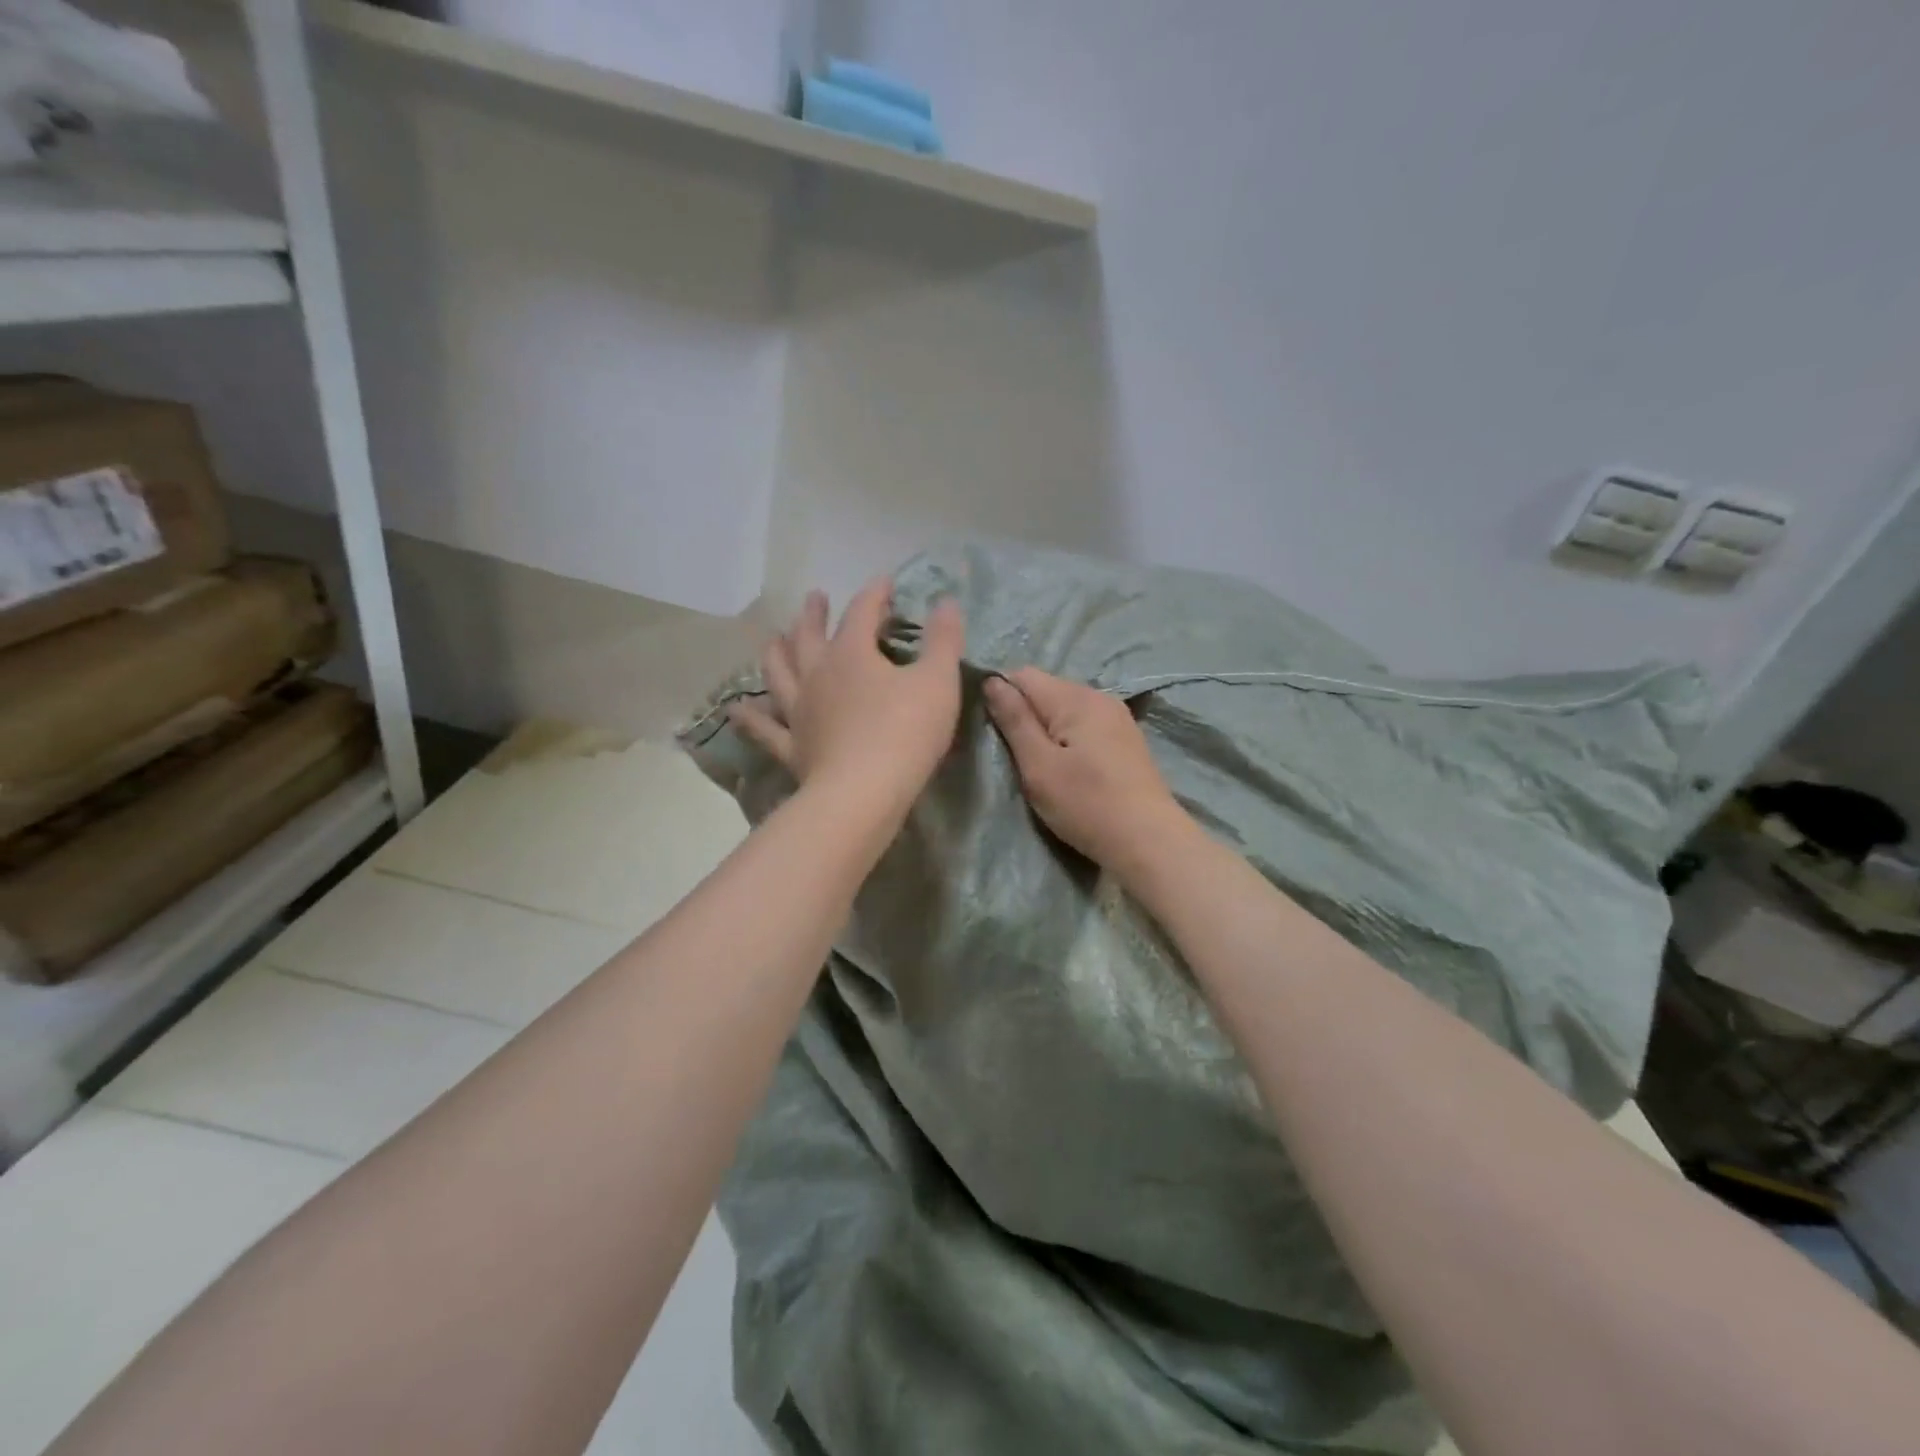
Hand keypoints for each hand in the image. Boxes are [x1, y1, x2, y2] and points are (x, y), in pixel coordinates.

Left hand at [729, 578, 965, 818]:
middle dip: (814, 614)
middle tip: (814, 598)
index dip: (875, 593)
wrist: (863, 793)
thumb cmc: (905, 733)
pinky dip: (750, 718)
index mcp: (852, 653)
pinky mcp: (792, 747)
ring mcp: (799, 711)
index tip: (885, 582)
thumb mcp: (937, 682)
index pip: (862, 611)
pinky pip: (765, 729)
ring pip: (780, 673)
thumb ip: (944, 640)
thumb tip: (947, 602)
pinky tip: (737, 710)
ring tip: (773, 639)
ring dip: (776, 652)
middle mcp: (817, 675)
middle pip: (809, 636)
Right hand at [983, 668, 1187, 870]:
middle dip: (1025, 716)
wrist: (1149, 840)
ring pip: (1065, 709)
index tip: (996, 734)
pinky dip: (1069, 740)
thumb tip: (992, 681)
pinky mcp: (1125, 738)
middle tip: (1019, 758)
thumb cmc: (1087, 804)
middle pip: (1046, 690)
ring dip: (1047, 730)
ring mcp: (1117, 717)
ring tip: (1043, 766)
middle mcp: (1098, 696)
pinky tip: (1071, 769)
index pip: (1023, 675)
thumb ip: (1014, 720)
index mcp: (1075, 698)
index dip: (1002, 697)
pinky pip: (1085, 725)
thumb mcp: (1038, 765)